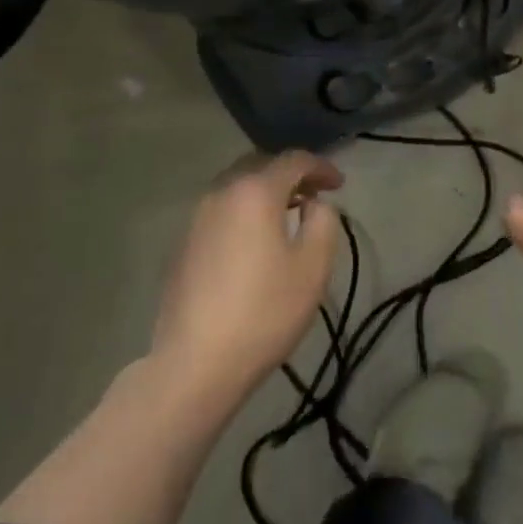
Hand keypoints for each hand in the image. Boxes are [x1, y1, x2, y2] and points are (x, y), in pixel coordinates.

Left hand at [150, 151, 343, 403]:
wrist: (196, 362)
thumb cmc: (265, 310)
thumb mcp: (314, 265)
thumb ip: (323, 221)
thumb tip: (314, 205)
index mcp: (255, 192)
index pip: (294, 160)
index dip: (321, 167)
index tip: (340, 185)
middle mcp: (221, 193)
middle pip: (260, 166)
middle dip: (290, 175)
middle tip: (314, 195)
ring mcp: (196, 218)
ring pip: (236, 187)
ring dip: (265, 192)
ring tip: (287, 216)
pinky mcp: (183, 244)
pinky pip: (221, 211)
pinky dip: (244, 212)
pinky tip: (255, 241)